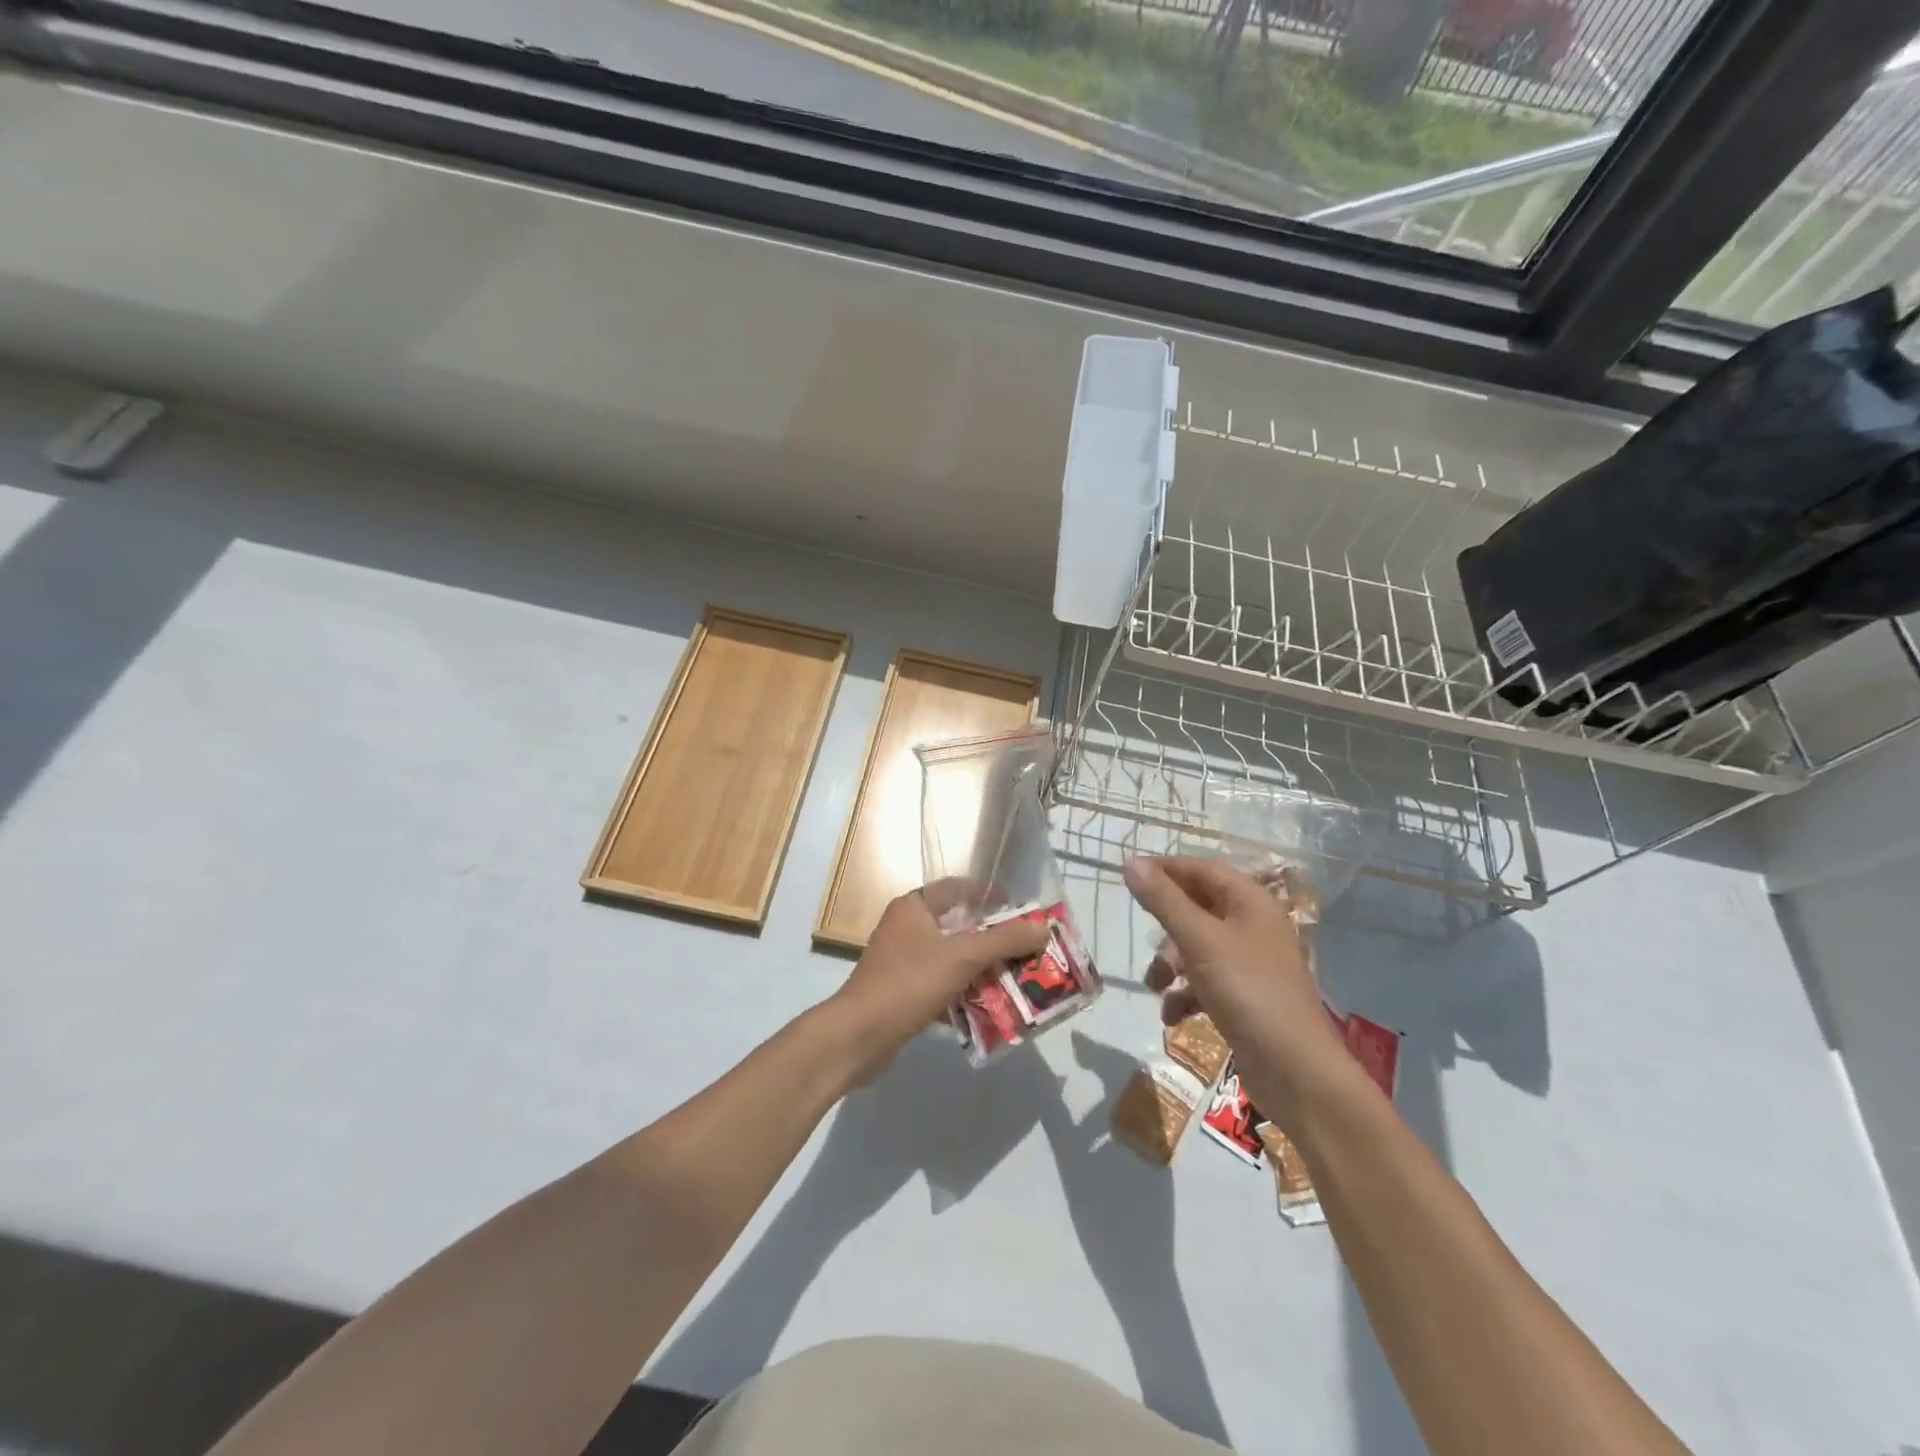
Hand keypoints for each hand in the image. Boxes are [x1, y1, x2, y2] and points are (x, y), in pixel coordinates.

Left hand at [827, 883, 1049, 1085]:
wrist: (858, 1037)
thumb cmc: (908, 983)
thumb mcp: (961, 957)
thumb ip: (1004, 941)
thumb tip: (1042, 928)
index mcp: (914, 907)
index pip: (958, 889)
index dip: (990, 896)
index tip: (1021, 910)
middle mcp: (906, 928)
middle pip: (959, 926)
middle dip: (993, 939)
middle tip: (1027, 950)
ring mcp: (903, 962)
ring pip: (952, 958)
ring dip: (982, 969)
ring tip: (1017, 979)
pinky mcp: (903, 992)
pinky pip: (942, 985)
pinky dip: (964, 993)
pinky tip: (989, 1008)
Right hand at [1123, 857, 1349, 1118]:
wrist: (1296, 1072)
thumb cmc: (1248, 992)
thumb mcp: (1199, 940)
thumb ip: (1163, 900)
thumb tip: (1130, 862)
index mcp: (1251, 903)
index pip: (1203, 869)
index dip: (1166, 869)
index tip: (1130, 874)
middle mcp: (1253, 927)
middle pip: (1198, 908)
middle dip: (1166, 926)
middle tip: (1143, 936)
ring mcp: (1251, 964)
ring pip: (1197, 947)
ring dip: (1170, 964)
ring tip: (1155, 986)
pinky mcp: (1246, 998)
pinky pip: (1205, 982)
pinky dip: (1185, 994)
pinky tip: (1172, 1016)